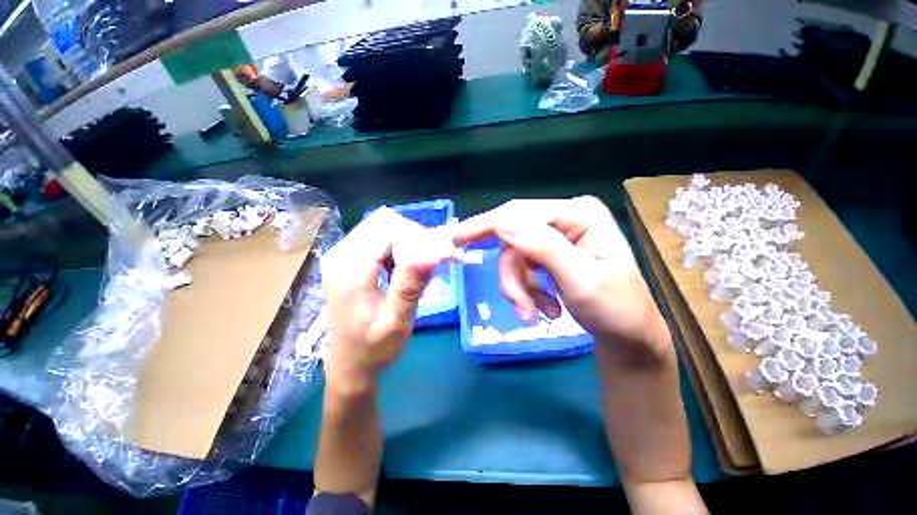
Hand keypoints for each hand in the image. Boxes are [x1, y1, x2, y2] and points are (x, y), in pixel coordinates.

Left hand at [321, 207, 438, 395]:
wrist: (349, 365)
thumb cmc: (373, 349)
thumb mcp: (397, 322)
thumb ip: (410, 286)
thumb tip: (430, 251)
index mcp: (350, 270)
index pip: (389, 229)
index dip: (416, 237)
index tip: (436, 256)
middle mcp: (341, 255)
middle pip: (383, 222)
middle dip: (412, 236)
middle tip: (428, 262)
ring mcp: (341, 255)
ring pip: (381, 227)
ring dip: (405, 241)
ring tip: (417, 267)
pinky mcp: (347, 259)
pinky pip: (376, 237)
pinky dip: (396, 246)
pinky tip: (401, 268)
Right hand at [451, 197, 666, 356]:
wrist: (629, 337)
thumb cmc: (616, 310)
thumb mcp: (579, 279)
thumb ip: (541, 247)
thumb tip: (501, 222)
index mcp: (579, 214)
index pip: (519, 213)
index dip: (484, 225)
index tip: (454, 238)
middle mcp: (566, 217)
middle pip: (514, 238)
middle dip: (512, 276)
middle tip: (520, 307)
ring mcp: (558, 234)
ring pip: (515, 256)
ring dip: (520, 287)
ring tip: (537, 312)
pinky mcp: (552, 252)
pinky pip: (523, 266)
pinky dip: (527, 289)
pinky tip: (545, 307)